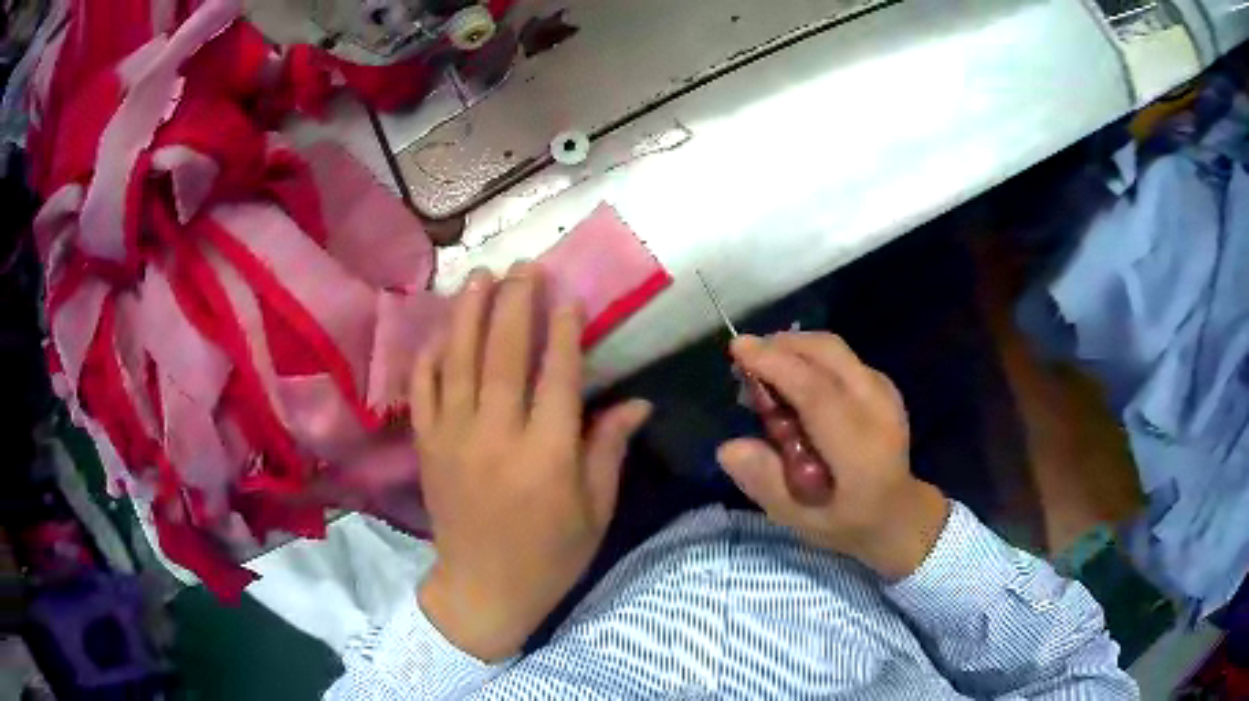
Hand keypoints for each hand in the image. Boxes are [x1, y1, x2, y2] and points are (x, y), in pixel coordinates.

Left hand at [411, 264, 650, 661]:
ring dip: (469, 314)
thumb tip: (638, 402)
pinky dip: (429, 358)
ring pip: (459, 363)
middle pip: (504, 356)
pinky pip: (423, 392)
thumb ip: (610, 450)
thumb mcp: (595, 510)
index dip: (564, 331)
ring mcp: (454, 439)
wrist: (483, 588)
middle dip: (516, 304)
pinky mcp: (427, 447)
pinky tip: (440, 331)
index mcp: (547, 456)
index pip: (557, 377)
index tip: (568, 295)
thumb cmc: (550, 555)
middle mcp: (497, 437)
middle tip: (524, 267)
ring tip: (480, 276)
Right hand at [718, 332, 948, 580]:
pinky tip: (792, 377)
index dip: (776, 365)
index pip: (817, 393)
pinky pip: (841, 357)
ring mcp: (886, 392)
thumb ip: (766, 483)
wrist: (899, 514)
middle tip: (745, 359)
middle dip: (782, 345)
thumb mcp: (800, 519)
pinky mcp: (884, 384)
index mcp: (860, 451)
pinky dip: (810, 355)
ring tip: (764, 368)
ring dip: (794, 347)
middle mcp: (878, 410)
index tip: (738, 349)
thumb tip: (728, 448)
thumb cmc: (846, 521)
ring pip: (835, 349)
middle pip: (829, 354)